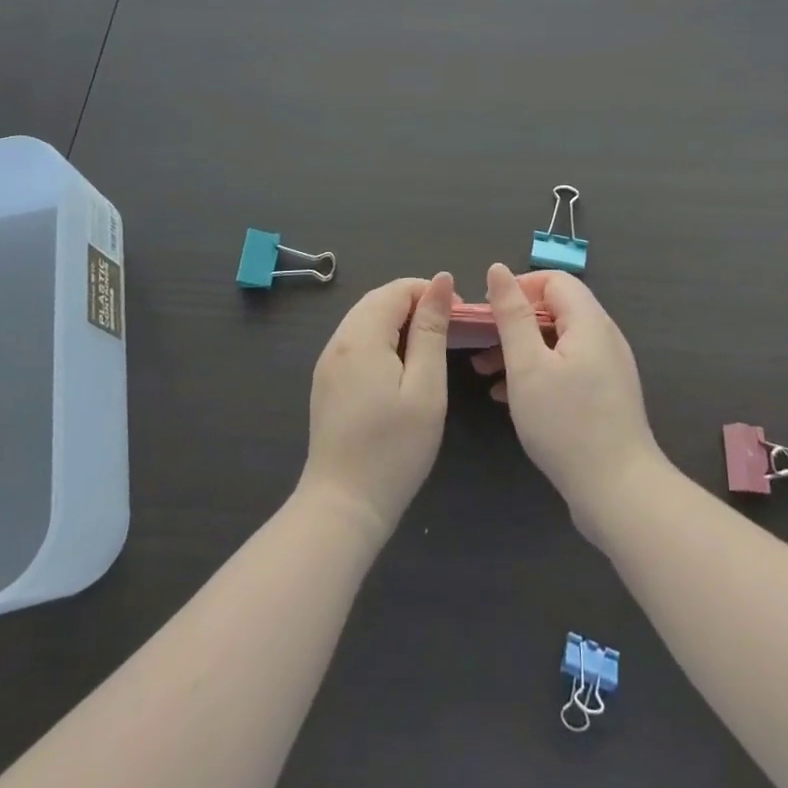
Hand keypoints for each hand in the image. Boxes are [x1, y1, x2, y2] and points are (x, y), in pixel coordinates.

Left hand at [298, 273, 454, 541]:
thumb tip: (441, 281)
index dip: (431, 292)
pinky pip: (357, 341)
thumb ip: (432, 330)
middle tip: (450, 329)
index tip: (460, 317)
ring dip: (400, 320)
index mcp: (362, 336)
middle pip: (379, 300)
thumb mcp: (425, 387)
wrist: (343, 505)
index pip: (397, 289)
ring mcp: (328, 362)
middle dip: (416, 303)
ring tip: (431, 345)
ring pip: (366, 319)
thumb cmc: (394, 449)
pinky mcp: (327, 382)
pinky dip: (383, 339)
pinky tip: (402, 366)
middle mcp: (338, 341)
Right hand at [474, 264, 669, 543]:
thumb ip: (512, 315)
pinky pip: (566, 369)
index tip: (488, 313)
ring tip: (485, 374)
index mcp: (589, 321)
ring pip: (557, 343)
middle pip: (555, 311)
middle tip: (479, 346)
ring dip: (521, 350)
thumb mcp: (528, 366)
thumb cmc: (567, 424)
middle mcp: (603, 337)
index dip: (518, 288)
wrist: (619, 492)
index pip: (554, 281)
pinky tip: (507, 398)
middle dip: (514, 323)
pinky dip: (537, 373)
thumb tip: (499, 270)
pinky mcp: (604, 397)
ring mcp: (607, 368)